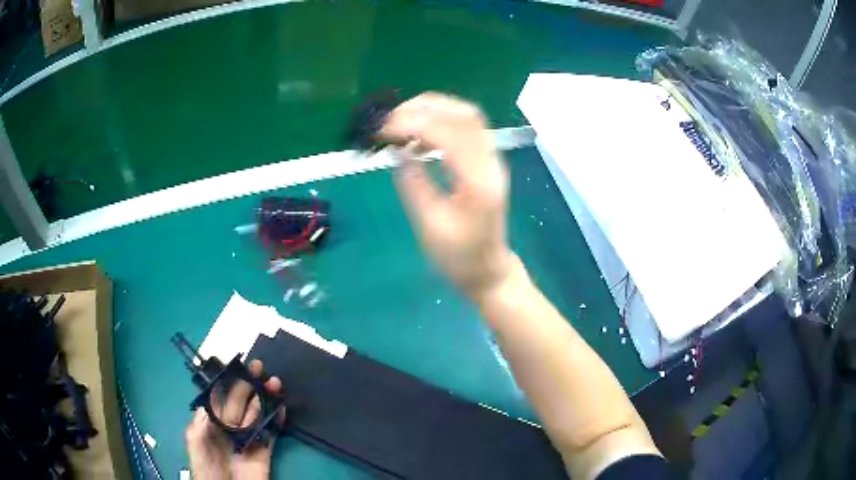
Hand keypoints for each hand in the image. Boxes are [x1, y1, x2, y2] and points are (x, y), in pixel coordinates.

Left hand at [185, 360, 285, 479]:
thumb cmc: (207, 472)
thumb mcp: (196, 446)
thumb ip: (200, 423)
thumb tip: (211, 400)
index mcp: (211, 425)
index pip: (220, 399)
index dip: (227, 382)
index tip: (236, 366)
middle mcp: (230, 428)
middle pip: (241, 403)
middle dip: (248, 384)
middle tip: (258, 366)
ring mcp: (249, 439)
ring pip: (258, 414)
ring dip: (265, 397)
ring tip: (274, 382)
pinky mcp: (265, 452)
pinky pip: (272, 433)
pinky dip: (278, 419)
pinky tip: (281, 406)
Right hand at [382, 93, 514, 298]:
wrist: (488, 270)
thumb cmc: (459, 257)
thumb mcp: (429, 225)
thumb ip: (413, 183)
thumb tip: (398, 150)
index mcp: (478, 181)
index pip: (448, 133)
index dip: (413, 123)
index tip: (382, 130)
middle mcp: (490, 162)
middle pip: (464, 113)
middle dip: (423, 107)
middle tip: (390, 120)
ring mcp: (491, 160)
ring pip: (467, 116)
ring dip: (432, 110)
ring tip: (400, 122)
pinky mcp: (485, 162)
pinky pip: (466, 129)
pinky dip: (440, 122)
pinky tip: (418, 136)